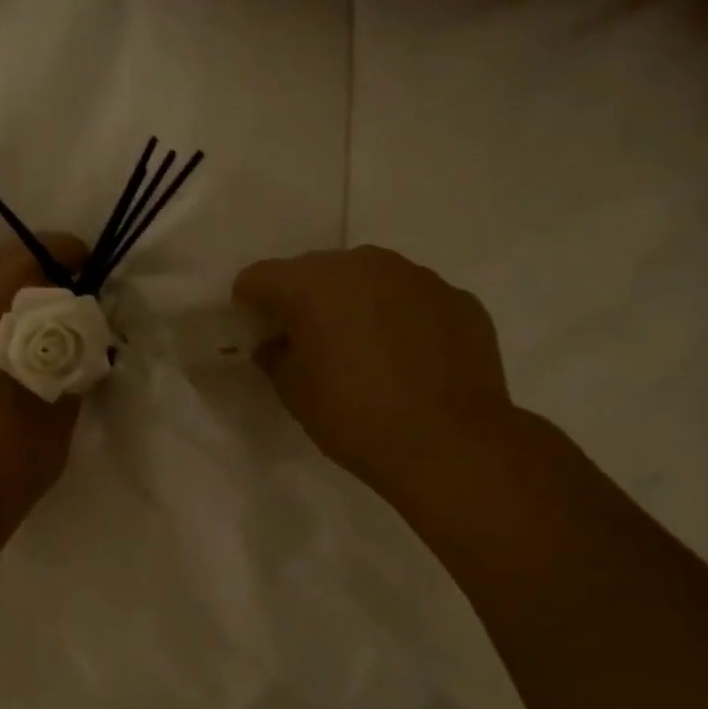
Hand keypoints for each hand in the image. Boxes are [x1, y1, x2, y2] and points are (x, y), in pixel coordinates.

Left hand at [0, 235, 89, 522]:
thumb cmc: (8, 455)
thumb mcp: (61, 403)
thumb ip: (75, 356)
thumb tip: (83, 333)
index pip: (27, 253)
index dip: (67, 252)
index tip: (94, 270)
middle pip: (0, 264)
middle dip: (43, 271)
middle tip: (79, 298)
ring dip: (19, 295)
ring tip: (53, 327)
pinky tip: (21, 351)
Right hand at [233, 245, 517, 498]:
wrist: (450, 443)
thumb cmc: (356, 418)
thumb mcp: (296, 394)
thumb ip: (275, 358)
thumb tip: (274, 344)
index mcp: (314, 284)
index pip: (261, 276)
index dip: (250, 302)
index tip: (254, 331)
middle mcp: (364, 264)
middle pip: (316, 270)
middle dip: (304, 299)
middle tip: (307, 342)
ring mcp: (417, 276)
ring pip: (368, 279)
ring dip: (354, 304)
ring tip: (362, 349)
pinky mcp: (457, 297)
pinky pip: (411, 299)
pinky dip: (399, 318)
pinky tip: (407, 358)